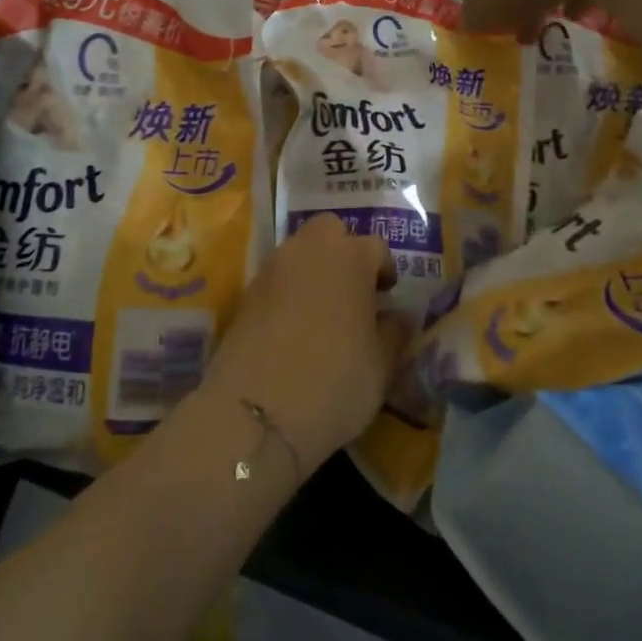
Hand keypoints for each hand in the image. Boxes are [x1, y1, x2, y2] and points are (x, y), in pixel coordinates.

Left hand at [197, 215, 404, 473]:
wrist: (257, 410)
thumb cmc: (335, 382)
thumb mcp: (382, 366)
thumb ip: (394, 332)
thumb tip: (395, 316)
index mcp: (350, 258)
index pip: (375, 247)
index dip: (384, 269)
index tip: (387, 294)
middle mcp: (309, 250)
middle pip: (330, 230)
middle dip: (343, 250)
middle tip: (353, 288)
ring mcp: (272, 268)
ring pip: (299, 250)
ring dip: (313, 268)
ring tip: (323, 308)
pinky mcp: (245, 292)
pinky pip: (276, 277)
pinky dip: (288, 289)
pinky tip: (293, 324)